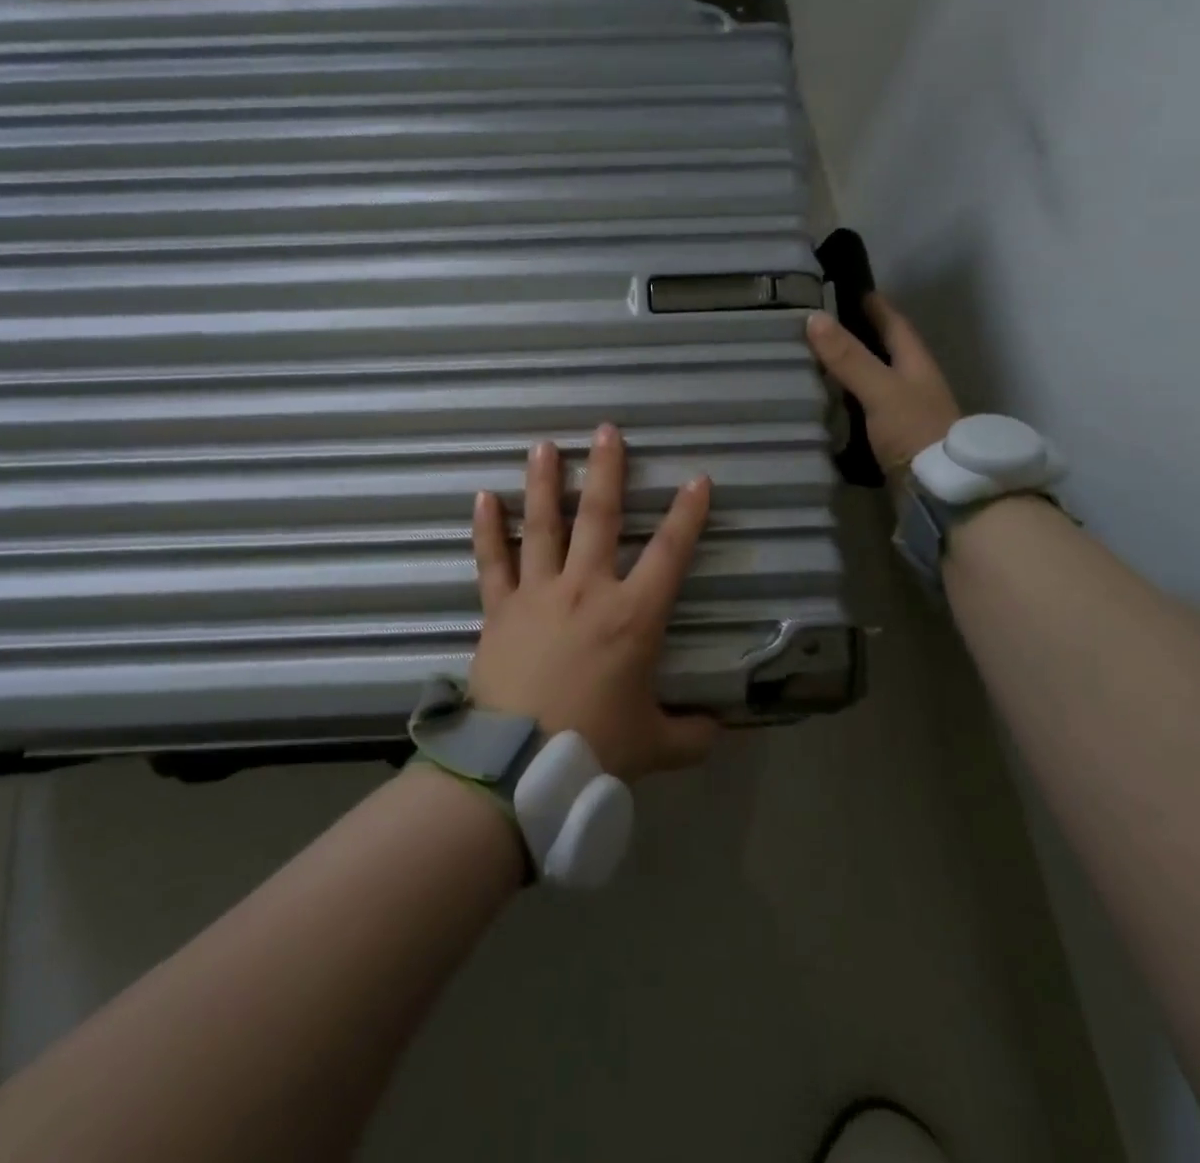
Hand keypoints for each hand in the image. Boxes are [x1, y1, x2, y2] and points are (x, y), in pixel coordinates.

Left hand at [468, 426, 719, 781]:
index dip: (688, 514)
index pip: (671, 553)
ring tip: (543, 446)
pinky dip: (487, 528)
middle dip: (608, 471)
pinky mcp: (499, 609)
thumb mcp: (653, 746)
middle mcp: (586, 590)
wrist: (518, 768)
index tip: (697, 479)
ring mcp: (538, 594)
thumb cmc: (593, 748)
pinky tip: (483, 497)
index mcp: (633, 617)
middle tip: (606, 431)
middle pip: (601, 518)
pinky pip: (491, 560)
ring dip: (545, 482)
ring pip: (542, 525)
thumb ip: (690, 735)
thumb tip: (716, 731)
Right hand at [806, 293, 962, 475]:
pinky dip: (846, 404)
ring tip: (815, 362)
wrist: (941, 491)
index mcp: (916, 364)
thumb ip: (849, 358)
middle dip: (858, 337)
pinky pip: (865, 412)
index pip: (895, 324)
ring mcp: (904, 414)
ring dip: (849, 372)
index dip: (876, 306)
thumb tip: (814, 318)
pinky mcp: (893, 441)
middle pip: (885, 352)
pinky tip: (825, 406)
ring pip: (873, 383)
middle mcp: (912, 385)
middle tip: (822, 326)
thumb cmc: (915, 431)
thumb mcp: (881, 389)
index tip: (852, 289)